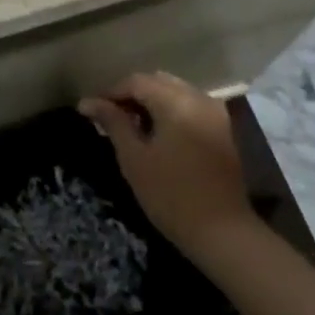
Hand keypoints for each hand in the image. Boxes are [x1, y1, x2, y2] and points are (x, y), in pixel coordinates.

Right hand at [79, 71, 255, 253]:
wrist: (225, 233)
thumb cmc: (172, 196)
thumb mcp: (134, 159)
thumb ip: (113, 123)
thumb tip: (88, 102)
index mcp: (176, 101)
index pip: (137, 81)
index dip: (112, 92)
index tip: (93, 111)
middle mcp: (199, 98)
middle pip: (159, 82)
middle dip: (134, 95)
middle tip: (113, 118)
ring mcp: (217, 113)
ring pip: (177, 93)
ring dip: (154, 103)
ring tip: (135, 128)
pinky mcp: (226, 129)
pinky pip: (193, 107)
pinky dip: (173, 113)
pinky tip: (161, 136)